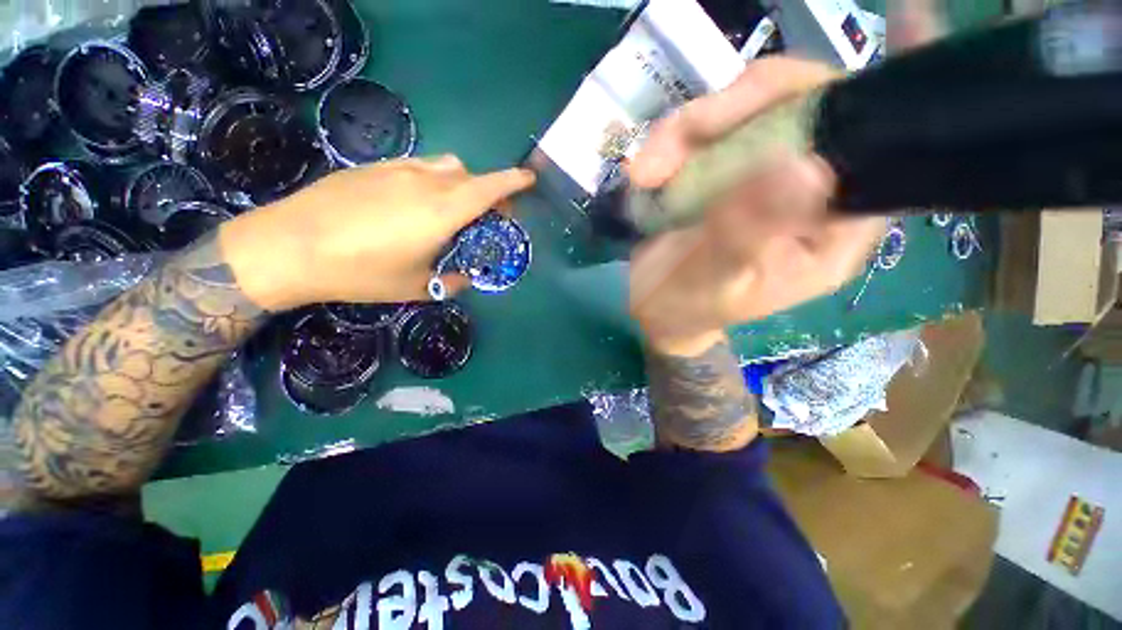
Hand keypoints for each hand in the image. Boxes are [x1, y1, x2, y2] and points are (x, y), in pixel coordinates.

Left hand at [219, 156, 535, 310]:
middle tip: (489, 214)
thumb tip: (464, 279)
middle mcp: (425, 182)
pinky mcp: (373, 168)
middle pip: (471, 176)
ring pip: (445, 166)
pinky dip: (433, 180)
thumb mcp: (414, 287)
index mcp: (441, 211)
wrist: (289, 246)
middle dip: (489, 191)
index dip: (513, 181)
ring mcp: (397, 170)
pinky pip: (418, 167)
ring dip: (461, 183)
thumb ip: (449, 283)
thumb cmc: (360, 272)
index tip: (529, 180)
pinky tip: (416, 204)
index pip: (489, 188)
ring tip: (454, 208)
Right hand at [627, 57, 884, 353]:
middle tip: (679, 135)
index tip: (908, 16)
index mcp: (832, 228)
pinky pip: (701, 133)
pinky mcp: (718, 169)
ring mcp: (758, 173)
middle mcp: (808, 189)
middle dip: (736, 108)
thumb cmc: (688, 306)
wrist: (652, 308)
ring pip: (743, 112)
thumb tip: (804, 166)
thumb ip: (752, 232)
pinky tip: (643, 172)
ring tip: (645, 171)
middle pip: (801, 108)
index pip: (874, 147)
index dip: (878, 91)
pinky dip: (668, 144)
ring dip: (685, 130)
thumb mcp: (717, 281)